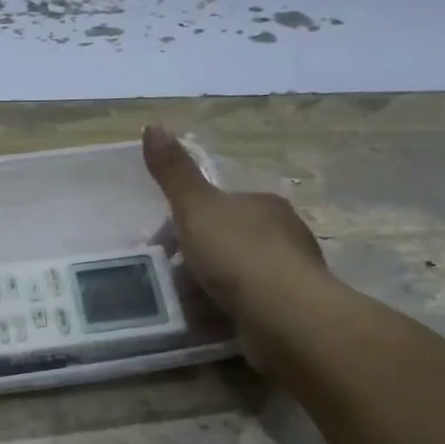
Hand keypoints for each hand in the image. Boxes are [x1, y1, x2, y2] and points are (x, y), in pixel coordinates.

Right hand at [142, 123, 332, 321]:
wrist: (284, 314)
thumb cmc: (238, 254)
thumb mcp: (196, 208)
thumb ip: (174, 172)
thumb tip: (152, 124)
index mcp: (263, 203)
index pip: (219, 205)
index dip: (185, 221)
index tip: (161, 245)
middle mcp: (284, 232)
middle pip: (230, 237)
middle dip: (201, 253)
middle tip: (170, 276)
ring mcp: (291, 272)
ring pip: (242, 271)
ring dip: (215, 283)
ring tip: (186, 302)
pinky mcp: (292, 309)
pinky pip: (252, 302)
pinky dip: (231, 307)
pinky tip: (213, 319)